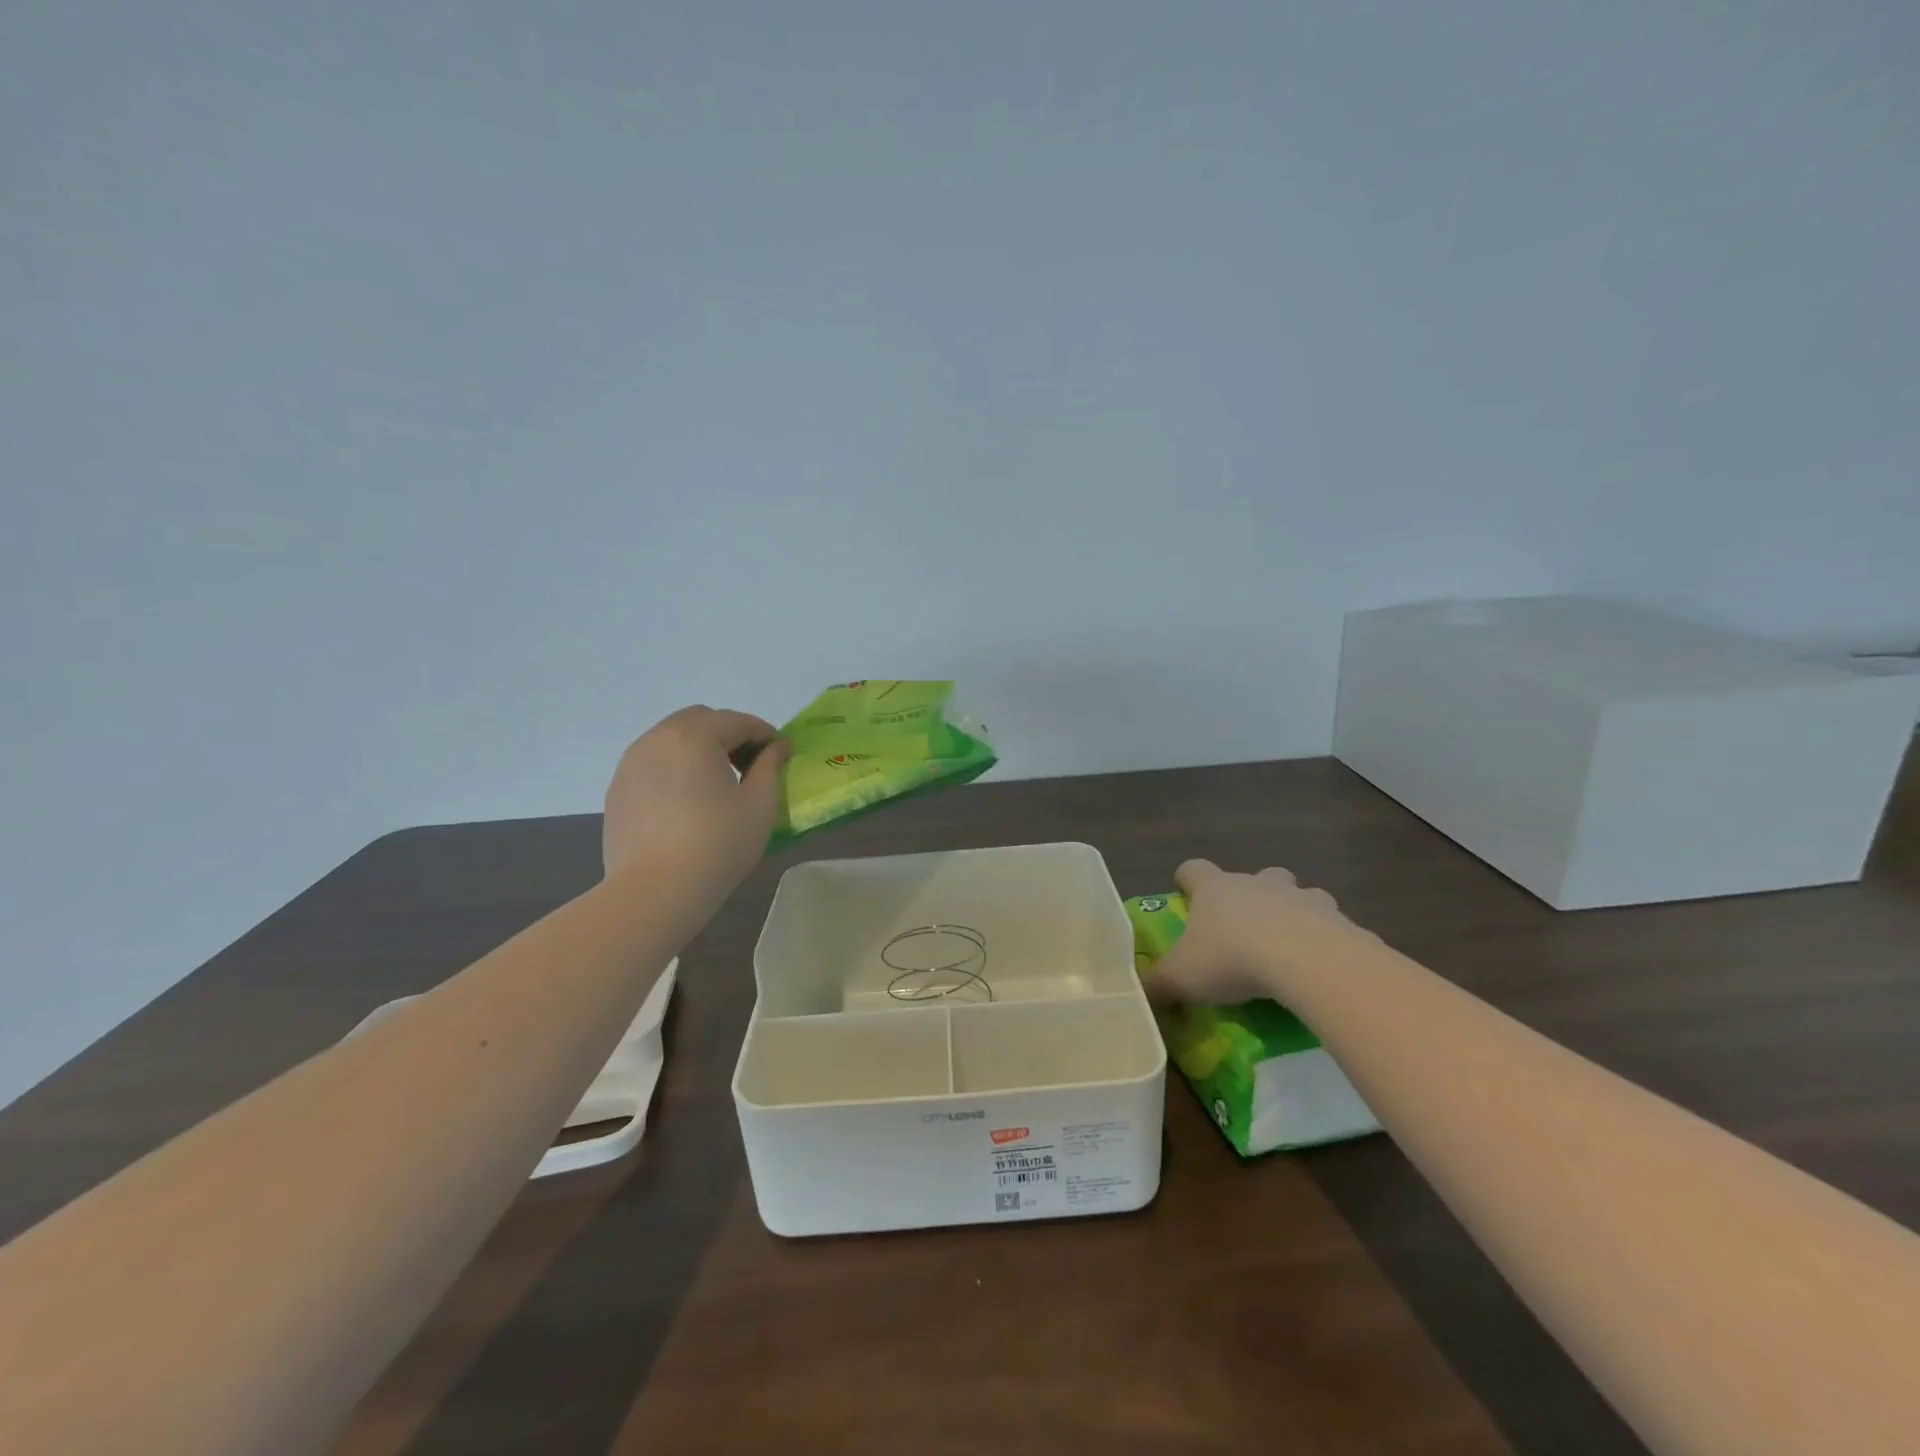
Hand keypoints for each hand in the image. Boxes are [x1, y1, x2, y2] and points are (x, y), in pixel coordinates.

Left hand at [602, 707, 790, 882]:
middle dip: (729, 735)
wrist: (653, 892)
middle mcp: (657, 738)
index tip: (781, 756)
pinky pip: (653, 763)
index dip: (765, 734)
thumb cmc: (716, 844)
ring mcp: (631, 763)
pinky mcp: (618, 789)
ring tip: (717, 785)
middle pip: (701, 720)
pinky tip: (687, 803)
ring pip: (672, 739)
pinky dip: (675, 768)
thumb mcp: (760, 805)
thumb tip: (776, 747)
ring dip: (699, 749)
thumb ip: (771, 767)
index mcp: (694, 736)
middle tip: (748, 768)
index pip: (738, 721)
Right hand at [1145, 859, 1371, 1006]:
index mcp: (1216, 889)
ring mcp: (1301, 898)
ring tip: (1289, 948)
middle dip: (1250, 896)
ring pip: (1297, 894)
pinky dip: (1326, 942)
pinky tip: (1321, 970)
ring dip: (1293, 913)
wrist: (1308, 962)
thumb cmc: (1232, 959)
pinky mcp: (1338, 921)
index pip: (1193, 869)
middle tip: (1244, 929)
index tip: (1184, 894)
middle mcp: (1257, 884)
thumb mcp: (1182, 978)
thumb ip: (1157, 985)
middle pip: (1253, 876)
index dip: (1187, 880)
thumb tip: (1136, 994)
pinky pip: (1331, 926)